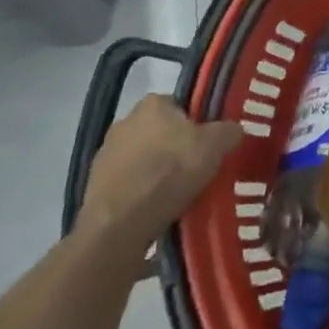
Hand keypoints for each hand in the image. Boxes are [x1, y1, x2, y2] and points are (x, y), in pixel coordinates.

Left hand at [79, 95, 240, 276]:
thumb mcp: (215, 146)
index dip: (198, 123)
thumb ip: (229, 131)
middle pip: (160, 132)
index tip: (209, 145)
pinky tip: (155, 212)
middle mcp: (125, 121)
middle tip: (197, 170)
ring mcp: (105, 155)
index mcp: (153, 103)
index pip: (181, 106)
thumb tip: (234, 130)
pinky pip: (128, 186)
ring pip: (143, 160)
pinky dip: (140, 195)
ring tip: (178, 197)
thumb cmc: (170, 172)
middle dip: (176, 148)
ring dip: (156, 173)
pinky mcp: (94, 188)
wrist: (119, 225)